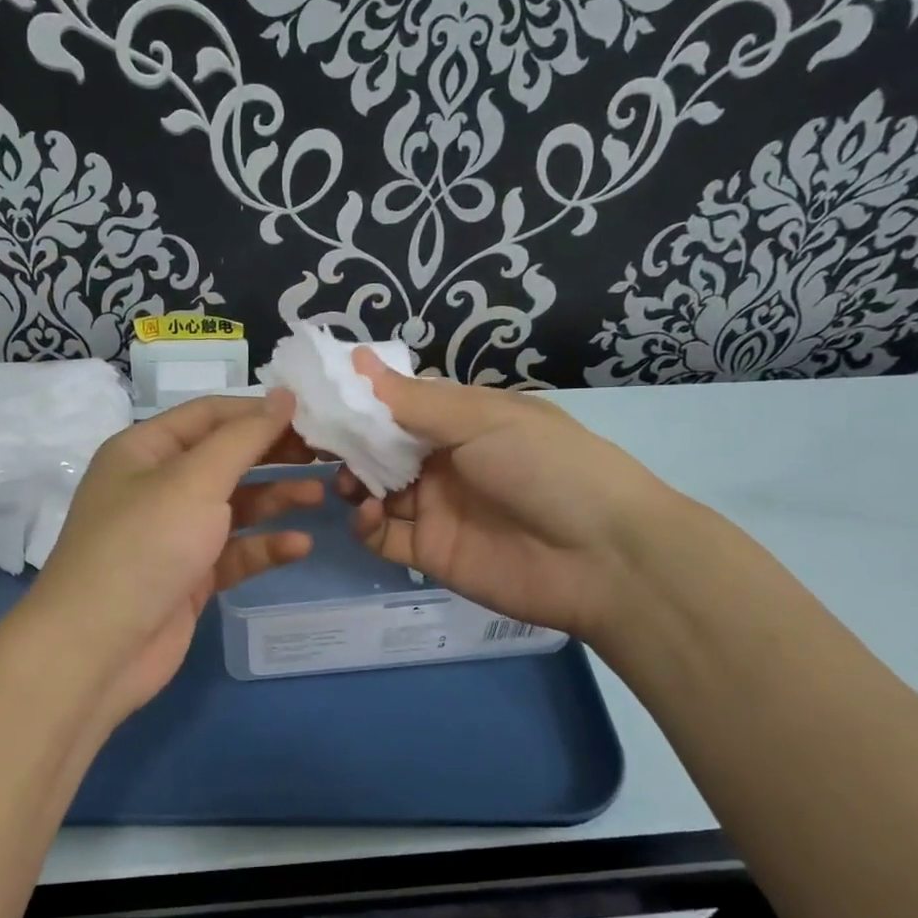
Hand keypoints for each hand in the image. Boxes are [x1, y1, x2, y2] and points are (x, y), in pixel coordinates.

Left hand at [22, 391, 322, 728]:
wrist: (98, 648)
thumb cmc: (145, 545)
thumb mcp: (195, 480)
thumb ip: (245, 438)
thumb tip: (283, 396)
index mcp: (145, 450)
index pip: (210, 415)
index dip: (259, 411)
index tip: (312, 414)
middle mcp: (157, 486)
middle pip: (225, 459)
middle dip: (273, 455)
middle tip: (326, 454)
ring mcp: (173, 534)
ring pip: (234, 506)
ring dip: (276, 499)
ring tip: (322, 495)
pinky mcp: (188, 577)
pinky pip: (233, 552)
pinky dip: (264, 547)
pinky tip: (299, 546)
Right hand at [343, 351, 669, 638]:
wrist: (603, 558)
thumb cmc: (546, 468)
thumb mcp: (483, 419)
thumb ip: (414, 400)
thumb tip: (356, 358)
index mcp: (463, 421)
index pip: (399, 404)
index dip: (360, 399)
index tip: (317, 394)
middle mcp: (446, 461)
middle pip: (381, 448)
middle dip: (349, 443)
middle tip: (313, 442)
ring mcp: (437, 508)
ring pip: (376, 491)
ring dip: (355, 482)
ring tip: (347, 481)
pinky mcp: (431, 552)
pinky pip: (384, 537)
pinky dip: (367, 524)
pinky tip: (369, 513)